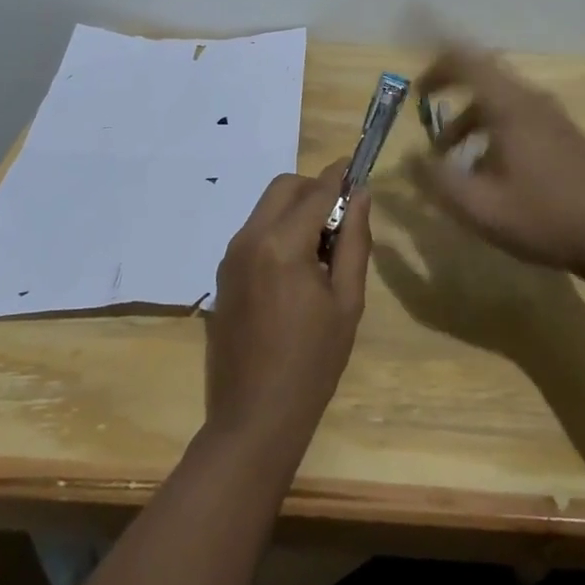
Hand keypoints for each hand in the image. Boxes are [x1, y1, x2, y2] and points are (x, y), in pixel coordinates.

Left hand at [203, 158, 370, 474]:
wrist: (255, 416)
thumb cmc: (312, 362)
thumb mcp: (347, 301)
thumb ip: (355, 241)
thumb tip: (361, 195)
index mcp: (282, 244)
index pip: (316, 191)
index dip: (339, 176)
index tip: (357, 167)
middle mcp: (249, 239)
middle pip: (284, 187)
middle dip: (314, 189)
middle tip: (341, 219)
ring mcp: (230, 256)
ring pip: (266, 207)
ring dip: (295, 210)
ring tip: (322, 249)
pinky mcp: (223, 273)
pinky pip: (254, 232)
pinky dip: (278, 230)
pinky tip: (296, 269)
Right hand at [406, 44, 584, 277]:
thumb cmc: (545, 217)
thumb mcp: (480, 207)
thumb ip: (437, 180)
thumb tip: (408, 157)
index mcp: (509, 107)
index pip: (465, 60)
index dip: (435, 64)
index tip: (414, 86)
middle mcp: (531, 101)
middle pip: (482, 77)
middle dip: (450, 90)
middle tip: (426, 108)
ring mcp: (552, 118)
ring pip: (500, 101)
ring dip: (469, 118)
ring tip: (451, 156)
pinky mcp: (565, 136)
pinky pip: (518, 117)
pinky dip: (492, 130)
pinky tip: (490, 171)